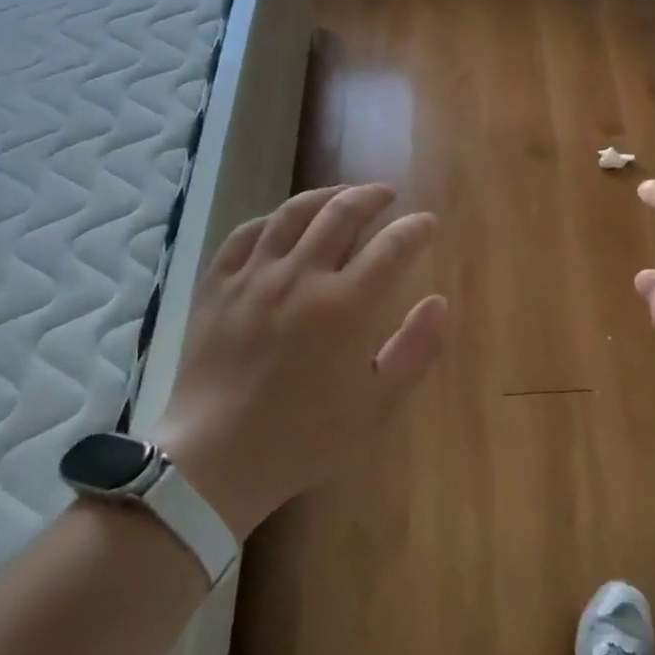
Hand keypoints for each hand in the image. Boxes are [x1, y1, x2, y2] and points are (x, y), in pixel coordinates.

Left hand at [156, 184, 446, 538]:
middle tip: (387, 194)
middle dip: (372, 196)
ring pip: (293, 213)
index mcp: (345, 306)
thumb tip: (438, 302)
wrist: (215, 460)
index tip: (426, 222)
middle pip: (341, 212)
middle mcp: (300, 276)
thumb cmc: (304, 437)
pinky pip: (246, 234)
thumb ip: (414, 349)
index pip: (391, 246)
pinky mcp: (218, 284)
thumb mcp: (377, 406)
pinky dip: (272, 219)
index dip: (415, 228)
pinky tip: (283, 222)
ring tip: (342, 195)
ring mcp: (254, 276)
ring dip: (325, 195)